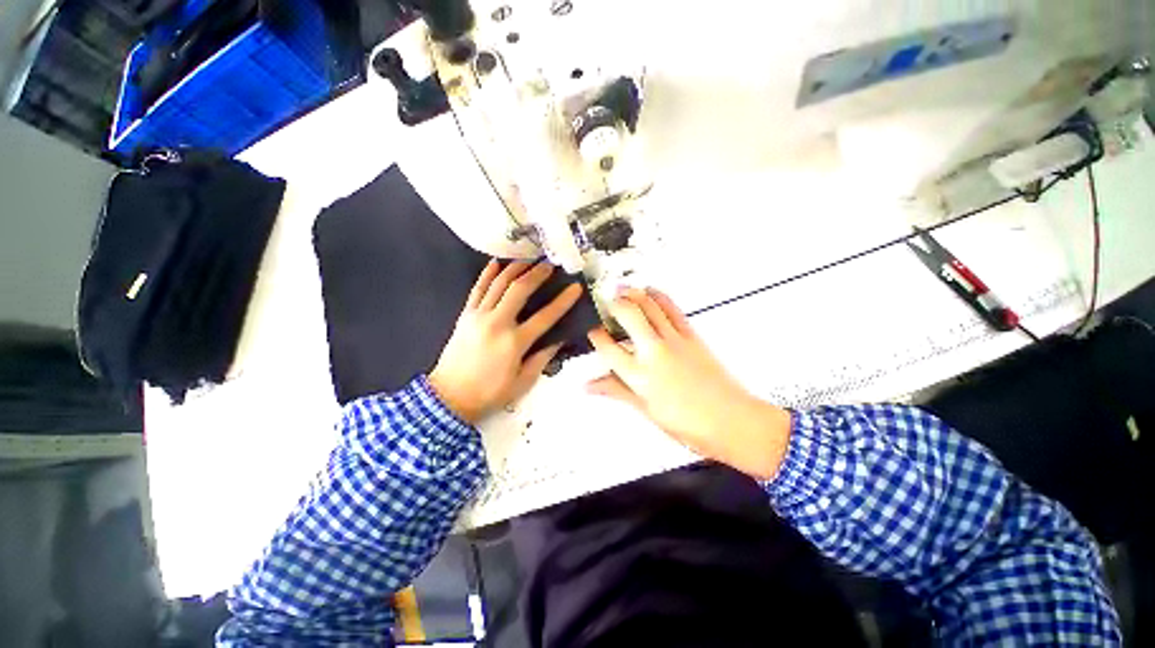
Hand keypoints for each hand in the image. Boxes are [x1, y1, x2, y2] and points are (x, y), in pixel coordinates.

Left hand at [429, 260, 582, 423]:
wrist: (449, 398)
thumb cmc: (490, 393)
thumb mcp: (523, 381)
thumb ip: (542, 358)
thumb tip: (559, 338)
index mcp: (515, 342)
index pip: (545, 316)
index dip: (563, 301)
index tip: (575, 288)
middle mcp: (497, 323)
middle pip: (520, 289)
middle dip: (537, 273)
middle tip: (550, 265)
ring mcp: (478, 316)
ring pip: (499, 283)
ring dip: (515, 268)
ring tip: (529, 259)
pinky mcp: (465, 315)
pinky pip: (477, 289)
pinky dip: (487, 274)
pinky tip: (496, 262)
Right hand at [587, 288, 791, 479]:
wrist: (730, 420)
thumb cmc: (688, 423)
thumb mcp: (645, 409)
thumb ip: (616, 391)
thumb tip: (590, 386)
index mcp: (638, 375)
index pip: (608, 348)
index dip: (596, 336)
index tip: (593, 332)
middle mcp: (653, 352)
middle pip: (628, 315)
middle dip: (613, 304)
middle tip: (606, 302)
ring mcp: (673, 340)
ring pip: (649, 306)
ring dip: (634, 293)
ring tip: (623, 288)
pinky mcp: (691, 335)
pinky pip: (672, 309)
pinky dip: (659, 297)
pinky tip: (651, 292)